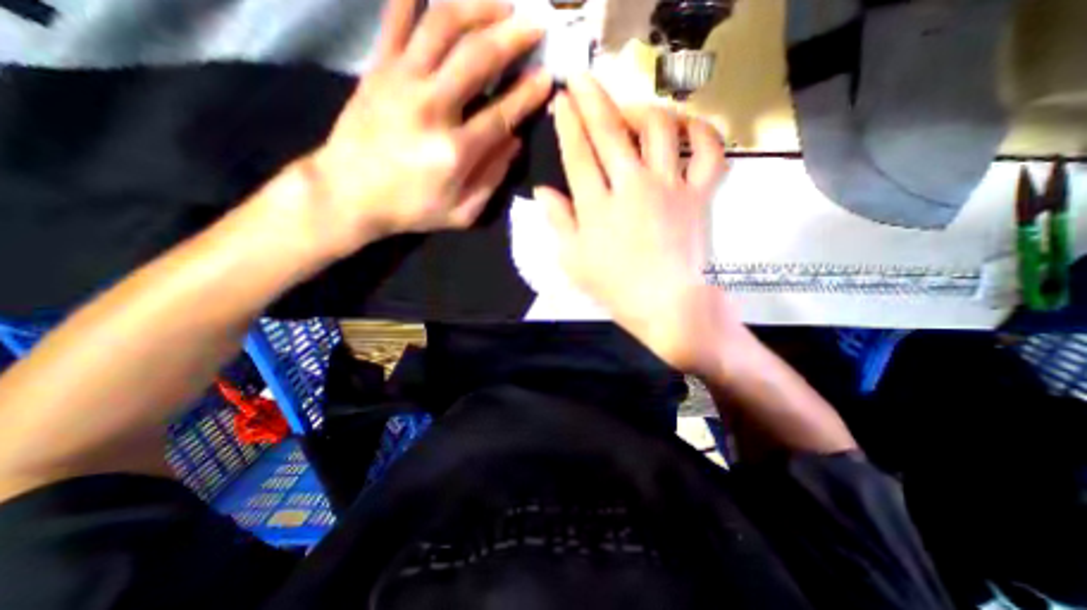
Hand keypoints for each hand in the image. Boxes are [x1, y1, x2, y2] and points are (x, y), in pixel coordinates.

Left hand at [283, 1, 552, 260]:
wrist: (347, 194)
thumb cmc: (411, 209)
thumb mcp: (461, 213)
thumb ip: (492, 179)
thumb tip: (515, 142)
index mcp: (455, 151)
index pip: (503, 113)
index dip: (529, 93)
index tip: (548, 77)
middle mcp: (431, 107)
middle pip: (477, 57)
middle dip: (512, 36)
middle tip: (535, 24)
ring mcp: (400, 81)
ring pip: (442, 25)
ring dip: (476, 7)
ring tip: (500, 4)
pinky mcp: (377, 69)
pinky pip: (396, 19)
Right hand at [536, 73, 733, 373]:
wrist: (667, 305)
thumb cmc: (615, 288)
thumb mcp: (573, 261)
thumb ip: (557, 222)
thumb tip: (542, 191)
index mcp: (597, 207)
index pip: (578, 154)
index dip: (568, 124)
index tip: (561, 100)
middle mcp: (632, 187)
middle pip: (610, 132)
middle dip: (592, 99)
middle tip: (582, 80)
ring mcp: (670, 187)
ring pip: (659, 129)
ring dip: (642, 110)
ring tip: (631, 109)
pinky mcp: (699, 195)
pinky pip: (708, 153)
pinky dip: (702, 132)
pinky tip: (686, 126)